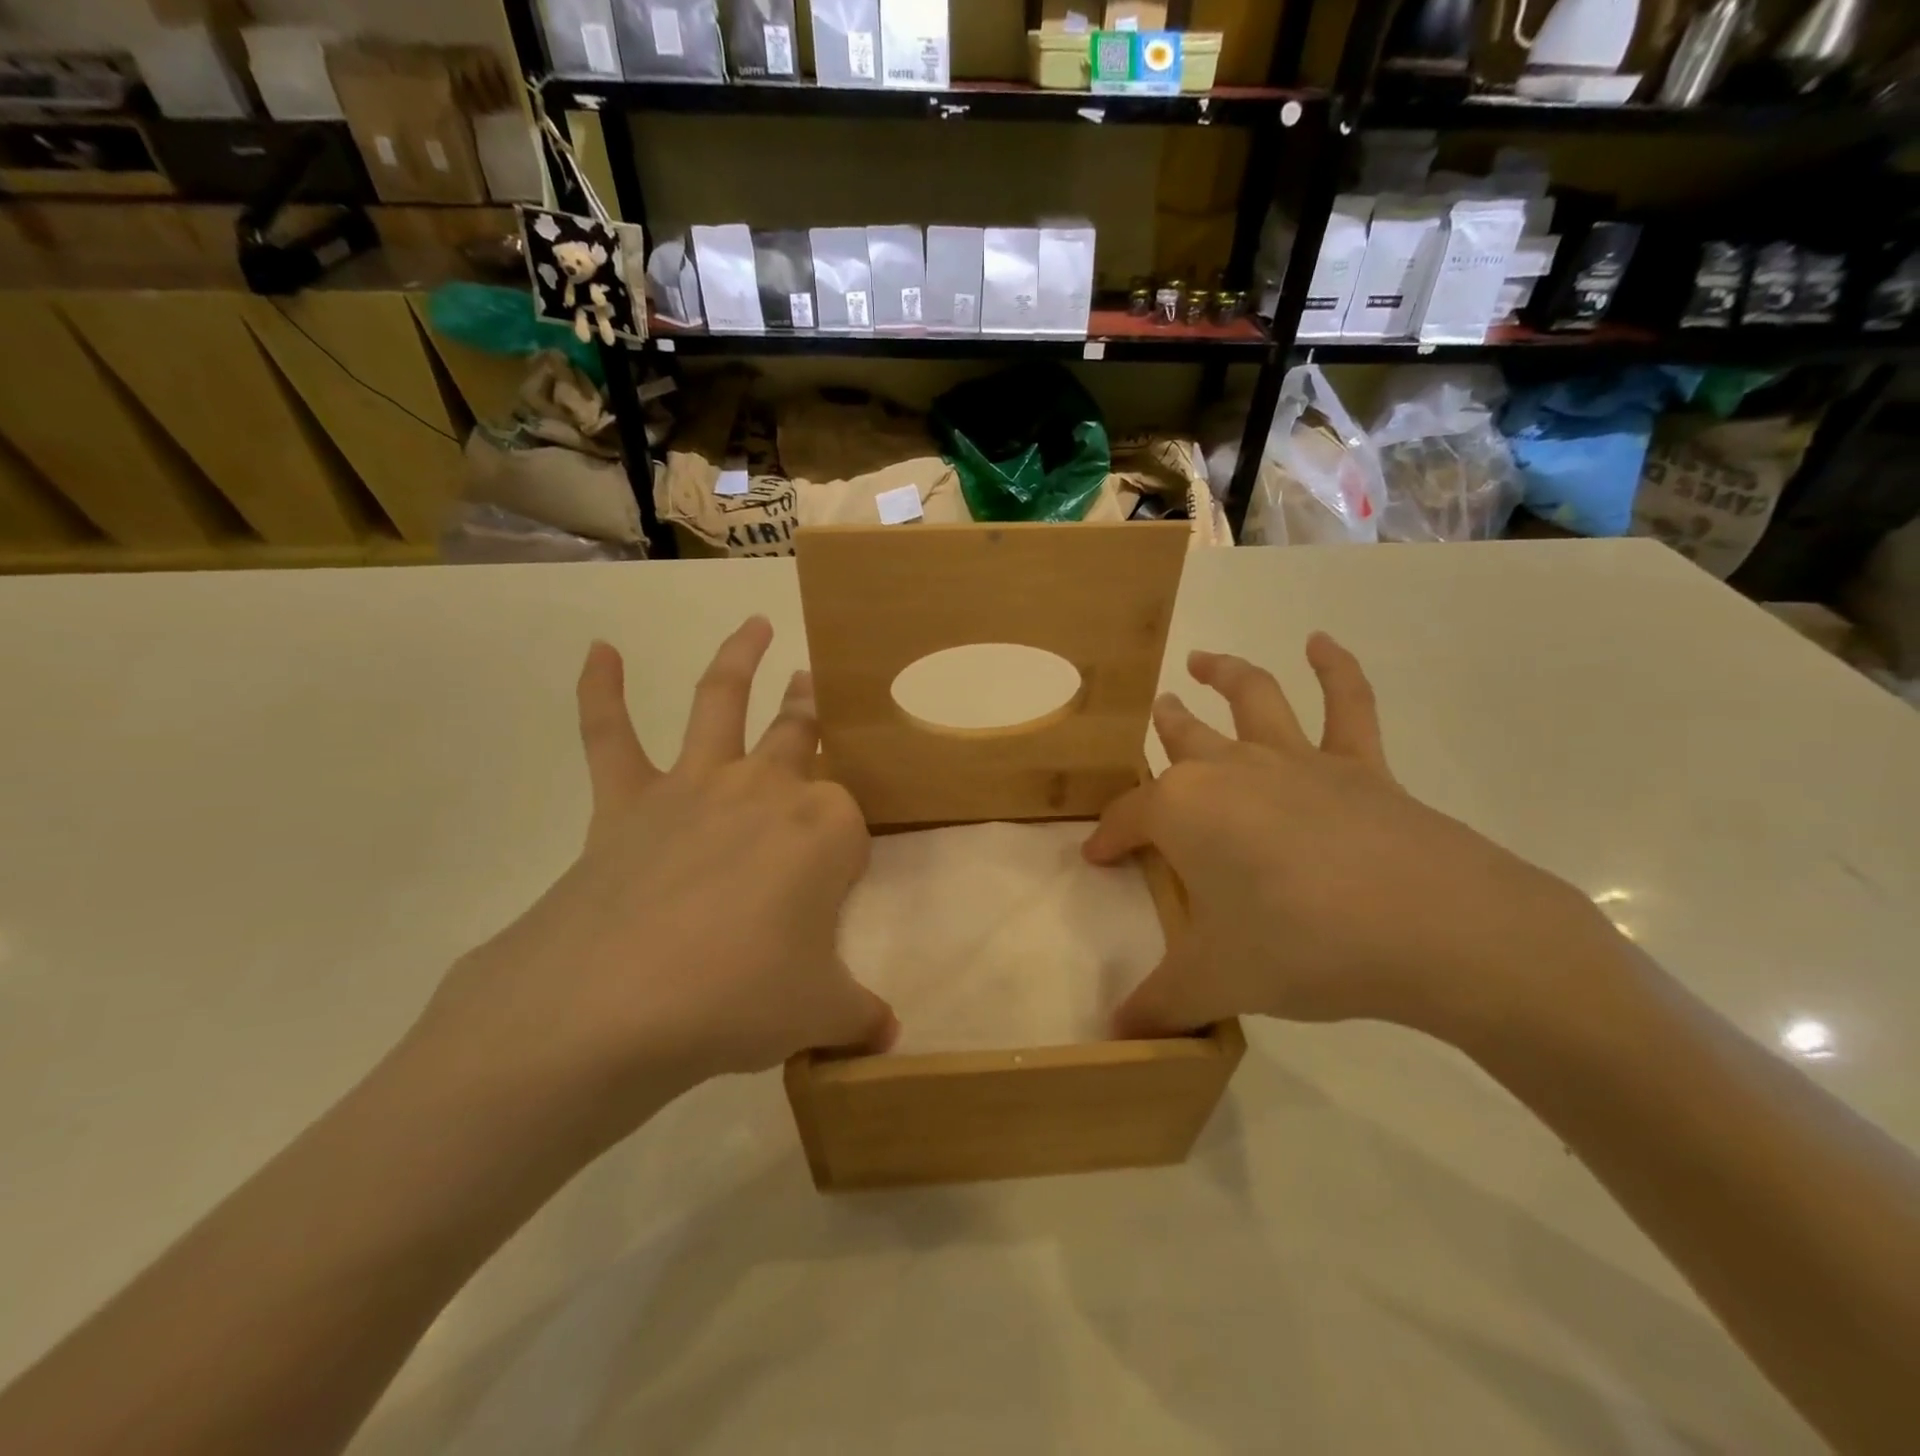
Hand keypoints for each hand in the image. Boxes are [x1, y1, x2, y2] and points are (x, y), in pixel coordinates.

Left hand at [412, 617, 895, 1134]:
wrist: (616, 1004)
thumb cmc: (740, 999)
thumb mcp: (818, 1014)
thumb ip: (859, 1017)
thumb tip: (887, 1037)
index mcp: (825, 828)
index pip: (850, 823)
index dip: (845, 856)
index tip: (833, 895)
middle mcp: (766, 788)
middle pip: (800, 734)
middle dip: (814, 710)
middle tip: (819, 682)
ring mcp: (694, 786)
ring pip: (720, 703)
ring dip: (739, 659)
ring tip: (753, 624)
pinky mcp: (626, 800)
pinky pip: (610, 735)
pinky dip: (602, 690)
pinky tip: (599, 651)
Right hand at [1084, 634, 1602, 1043]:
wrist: (1438, 931)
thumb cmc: (1303, 947)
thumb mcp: (1217, 981)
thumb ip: (1160, 1004)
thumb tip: (1116, 1037)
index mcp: (1185, 810)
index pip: (1129, 817)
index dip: (1108, 837)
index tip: (1097, 857)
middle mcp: (1231, 770)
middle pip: (1183, 741)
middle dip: (1161, 732)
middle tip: (1152, 719)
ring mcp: (1298, 760)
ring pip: (1250, 699)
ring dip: (1224, 673)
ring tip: (1201, 660)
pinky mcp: (1362, 766)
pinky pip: (1349, 704)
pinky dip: (1336, 668)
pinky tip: (1322, 642)